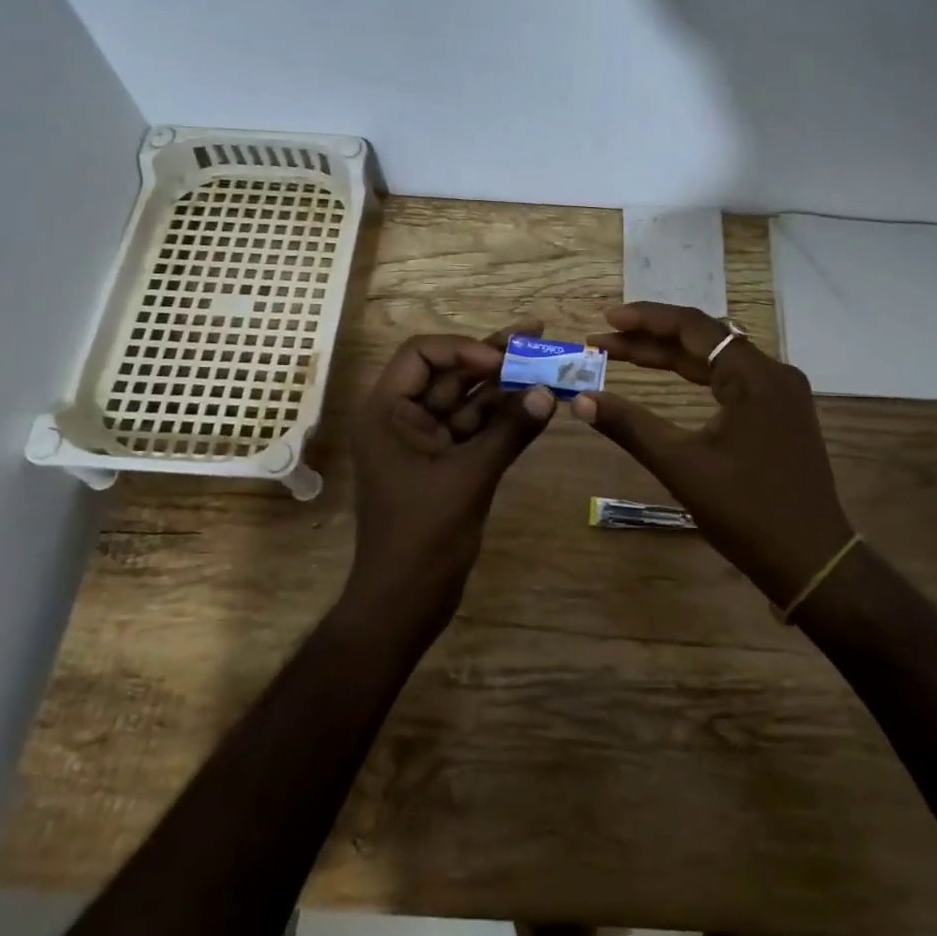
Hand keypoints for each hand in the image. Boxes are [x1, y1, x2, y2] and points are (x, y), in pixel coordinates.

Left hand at [348, 326, 556, 631]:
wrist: (405, 602)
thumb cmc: (423, 535)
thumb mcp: (470, 477)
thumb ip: (510, 431)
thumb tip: (549, 392)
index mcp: (387, 412)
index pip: (422, 354)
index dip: (464, 349)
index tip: (503, 361)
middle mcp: (403, 418)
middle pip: (450, 373)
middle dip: (494, 356)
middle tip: (539, 333)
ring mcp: (425, 441)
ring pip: (467, 400)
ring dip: (505, 384)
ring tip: (548, 360)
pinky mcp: (445, 463)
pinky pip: (476, 428)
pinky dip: (504, 416)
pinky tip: (537, 401)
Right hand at [578, 303, 853, 608]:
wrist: (812, 561)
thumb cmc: (747, 512)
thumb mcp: (681, 465)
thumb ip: (630, 426)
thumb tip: (580, 401)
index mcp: (755, 375)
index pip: (694, 327)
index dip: (646, 319)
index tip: (606, 318)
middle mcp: (773, 373)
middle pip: (705, 340)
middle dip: (651, 339)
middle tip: (603, 341)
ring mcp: (780, 394)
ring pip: (717, 360)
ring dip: (671, 357)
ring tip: (623, 354)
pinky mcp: (780, 414)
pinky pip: (731, 380)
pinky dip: (695, 377)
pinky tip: (668, 379)